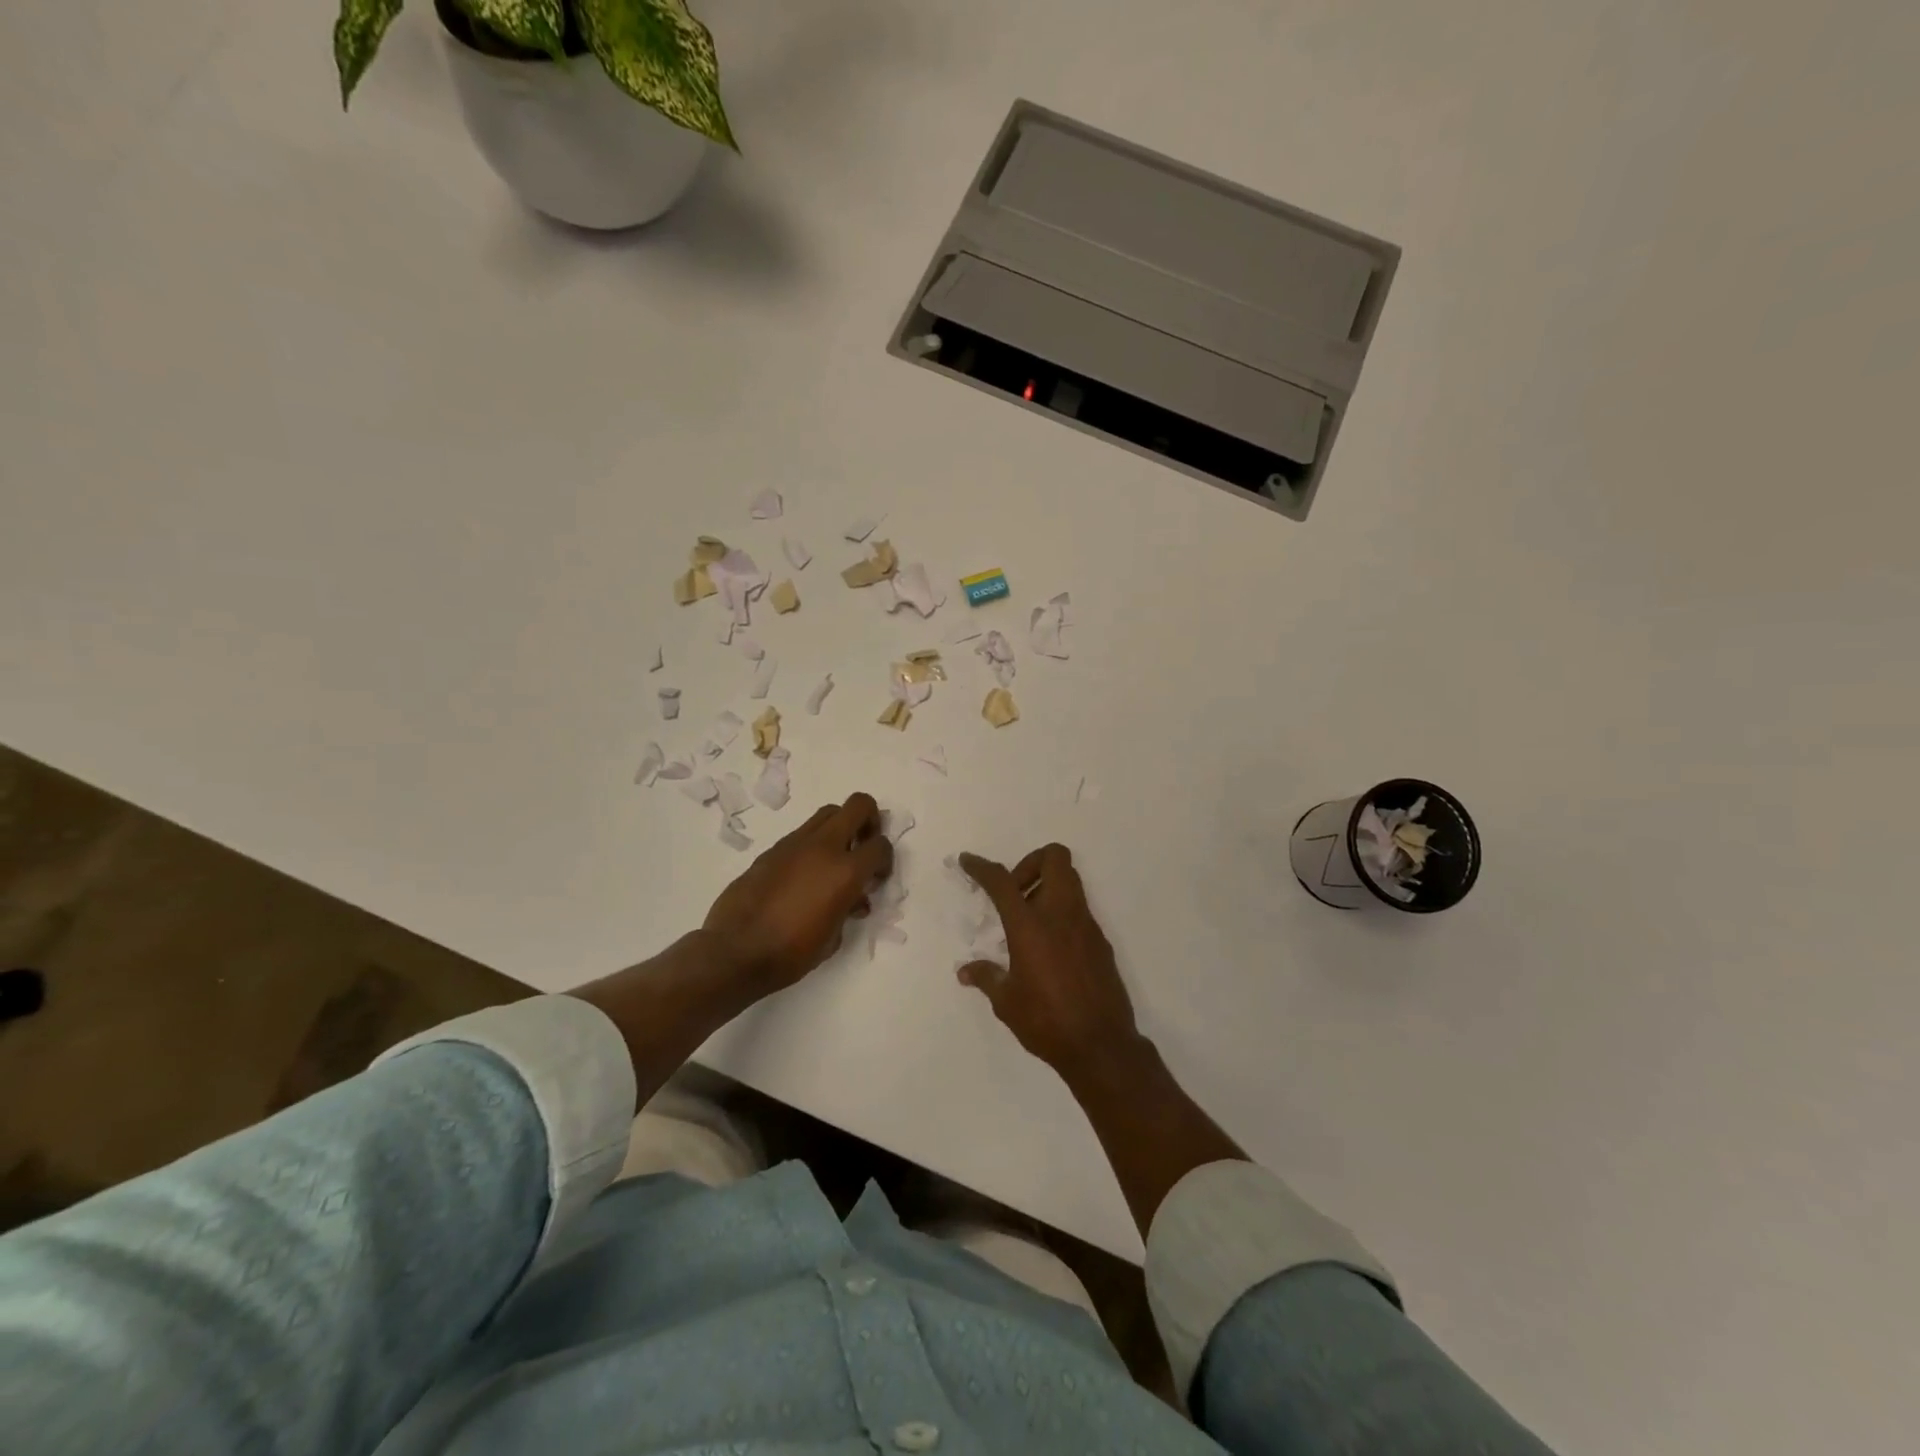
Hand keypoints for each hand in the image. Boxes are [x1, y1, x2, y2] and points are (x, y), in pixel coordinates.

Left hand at [704, 793, 893, 992]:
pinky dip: (813, 846)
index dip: (885, 860)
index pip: (880, 846)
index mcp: (845, 871)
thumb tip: (853, 900)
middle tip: (864, 846)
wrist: (735, 952)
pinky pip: (802, 834)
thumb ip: (849, 909)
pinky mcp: (772, 849)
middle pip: (858, 805)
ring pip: (828, 813)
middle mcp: (824, 847)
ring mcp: (795, 844)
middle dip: (870, 820)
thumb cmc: (791, 953)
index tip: (877, 879)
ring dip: (840, 828)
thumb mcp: (833, 938)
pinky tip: (805, 875)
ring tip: (835, 859)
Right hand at [957, 844, 1142, 1079]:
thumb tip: (966, 971)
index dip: (982, 867)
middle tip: (1015, 894)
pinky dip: (1061, 912)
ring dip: (1046, 886)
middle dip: (1030, 864)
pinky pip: (1079, 909)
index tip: (968, 861)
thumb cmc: (1046, 1021)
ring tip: (1027, 923)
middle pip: (1054, 858)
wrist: (1101, 1046)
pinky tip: (1049, 948)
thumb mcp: (1007, 1001)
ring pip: (1070, 880)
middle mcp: (1061, 915)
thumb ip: (986, 977)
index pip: (1002, 881)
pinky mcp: (1101, 941)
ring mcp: (1086, 925)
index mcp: (1030, 925)